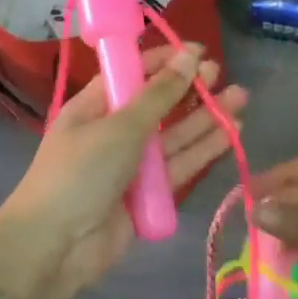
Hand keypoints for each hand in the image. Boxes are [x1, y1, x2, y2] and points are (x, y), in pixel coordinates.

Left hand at [0, 44, 247, 298]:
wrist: (55, 246)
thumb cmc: (80, 173)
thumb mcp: (119, 126)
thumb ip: (160, 94)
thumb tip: (189, 55)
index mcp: (95, 106)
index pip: (133, 73)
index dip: (165, 60)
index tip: (198, 51)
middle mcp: (114, 131)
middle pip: (159, 104)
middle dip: (191, 88)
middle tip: (222, 74)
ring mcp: (133, 164)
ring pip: (176, 135)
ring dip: (206, 118)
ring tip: (242, 99)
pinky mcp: (150, 193)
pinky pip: (181, 165)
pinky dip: (204, 150)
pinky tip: (232, 134)